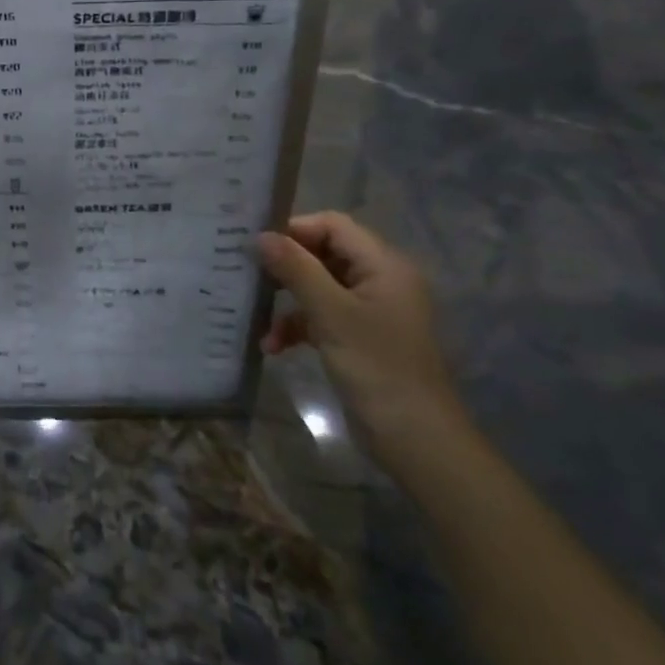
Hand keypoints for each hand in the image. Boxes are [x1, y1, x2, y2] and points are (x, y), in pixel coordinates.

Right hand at [257, 213, 470, 477]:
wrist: (415, 438)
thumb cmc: (376, 366)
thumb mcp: (331, 313)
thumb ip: (296, 269)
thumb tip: (261, 235)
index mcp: (384, 265)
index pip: (334, 226)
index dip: (295, 230)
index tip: (257, 246)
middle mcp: (380, 280)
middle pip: (325, 254)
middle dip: (286, 267)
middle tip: (248, 276)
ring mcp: (371, 311)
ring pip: (319, 288)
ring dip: (288, 303)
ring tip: (258, 321)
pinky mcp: (361, 338)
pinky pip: (323, 317)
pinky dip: (298, 327)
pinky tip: (274, 347)